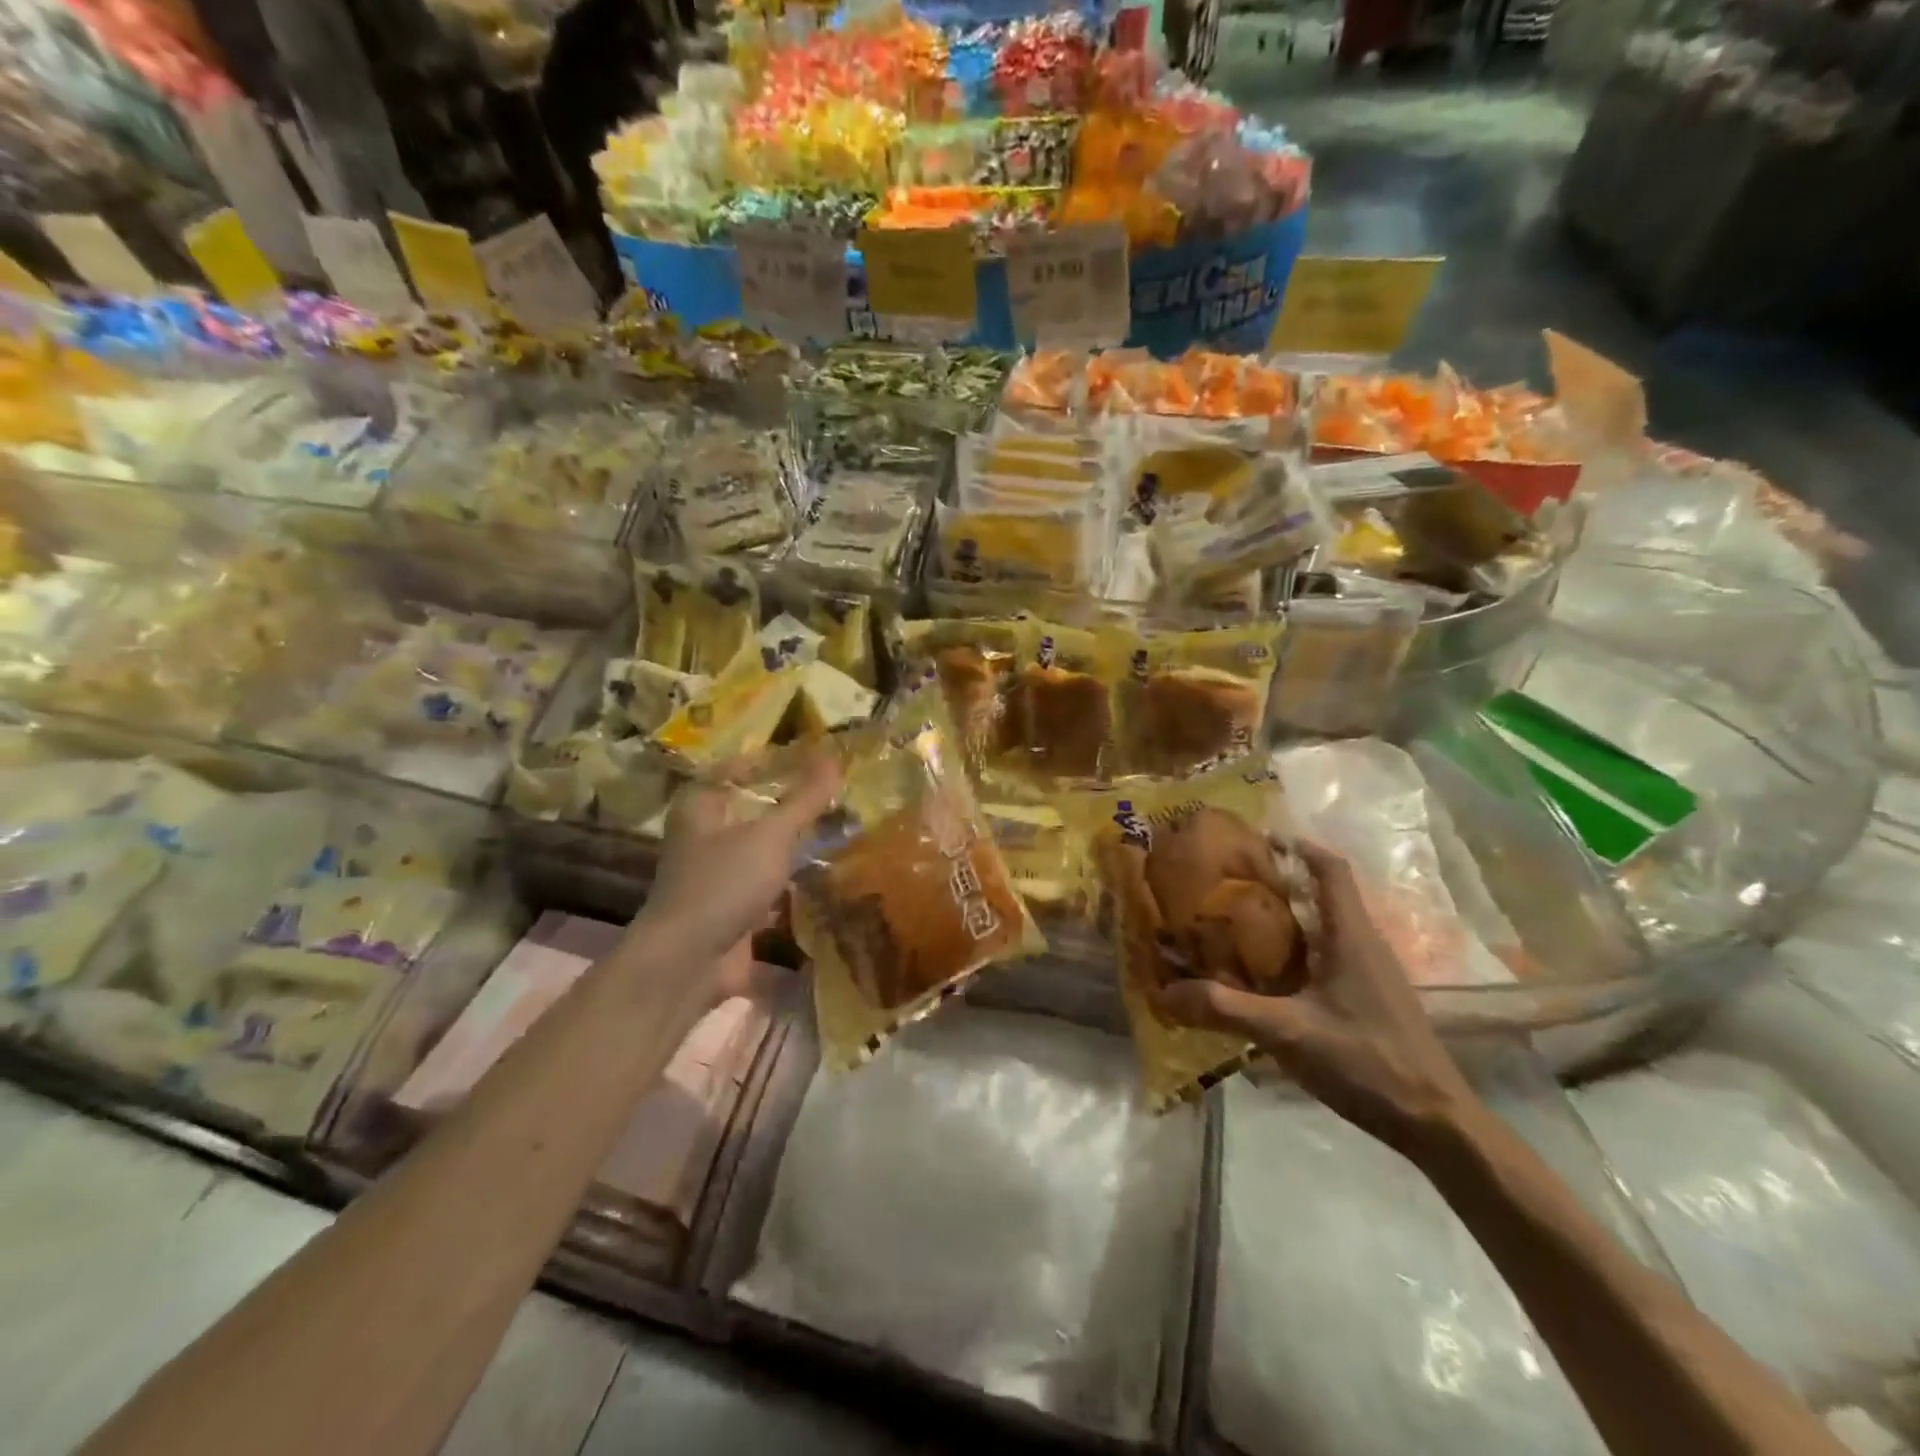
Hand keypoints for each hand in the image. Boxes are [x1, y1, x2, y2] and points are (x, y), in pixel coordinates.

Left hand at [635, 749, 843, 967]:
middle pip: (749, 809)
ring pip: (759, 849)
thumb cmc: (724, 882)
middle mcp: (702, 836)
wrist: (689, 961)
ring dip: (791, 843)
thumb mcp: (770, 835)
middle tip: (831, 793)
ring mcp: (715, 875)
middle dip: (788, 804)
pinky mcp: (729, 908)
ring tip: (835, 829)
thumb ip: (804, 799)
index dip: (769, 762)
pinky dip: (790, 879)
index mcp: (700, 806)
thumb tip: (835, 758)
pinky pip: (765, 884)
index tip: (809, 758)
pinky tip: (823, 875)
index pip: (734, 769)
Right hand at [1153, 841, 1475, 1154]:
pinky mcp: (1372, 999)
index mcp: (1351, 936)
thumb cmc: (1367, 1061)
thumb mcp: (1287, 1032)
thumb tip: (1167, 992)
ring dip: (1288, 917)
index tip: (1257, 839)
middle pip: (1324, 893)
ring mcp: (1373, 974)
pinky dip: (1298, 950)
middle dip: (1280, 881)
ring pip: (1326, 927)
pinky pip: (1330, 956)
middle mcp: (1365, 944)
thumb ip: (1226, 1009)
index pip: (1330, 869)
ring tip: (1239, 923)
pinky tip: (1269, 975)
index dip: (1297, 845)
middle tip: (1231, 882)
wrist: (1436, 1124)